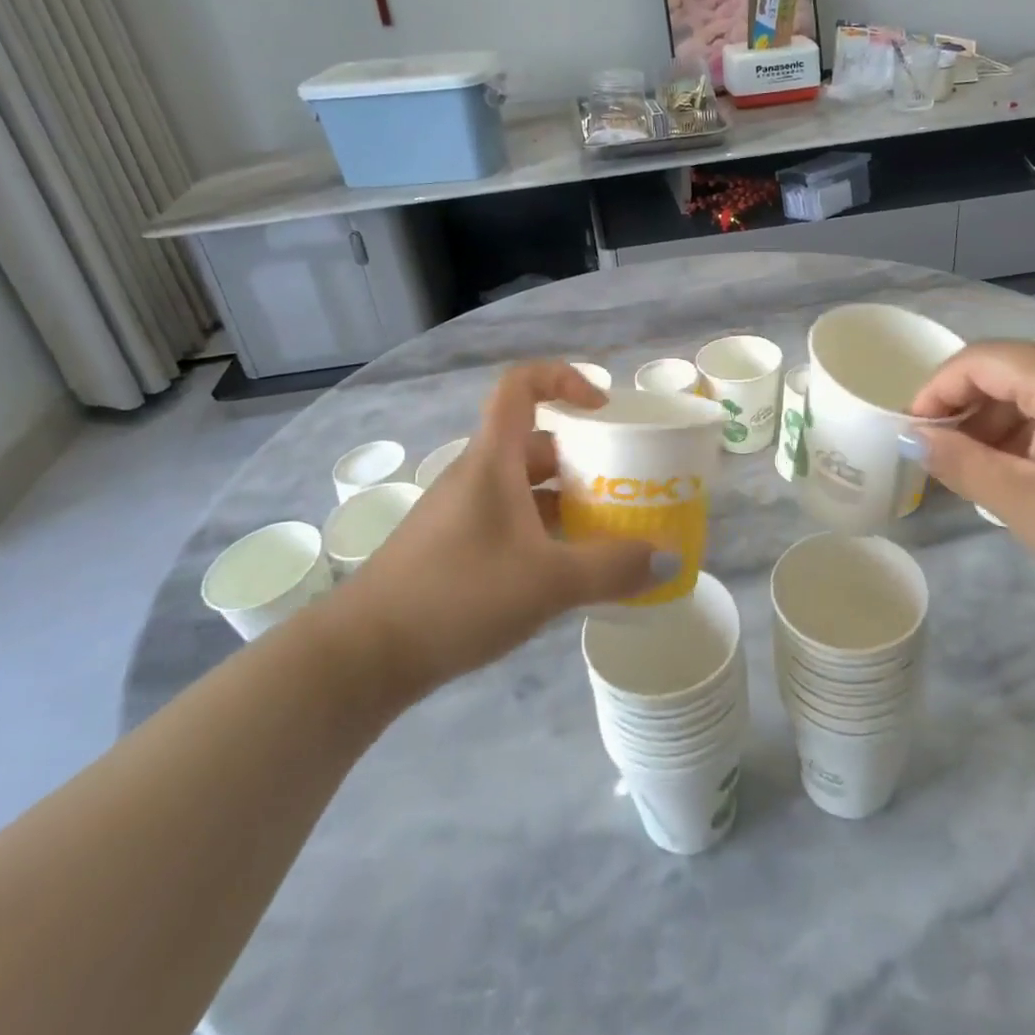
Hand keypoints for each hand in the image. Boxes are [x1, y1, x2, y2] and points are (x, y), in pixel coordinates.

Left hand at [322, 362, 673, 699]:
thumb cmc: (458, 595)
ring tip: (607, 532)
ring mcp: (461, 512)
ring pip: (525, 487)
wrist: (365, 654)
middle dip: (583, 458)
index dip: (565, 379)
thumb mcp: (547, 582)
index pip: (521, 385)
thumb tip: (669, 560)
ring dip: (566, 501)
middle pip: (535, 442)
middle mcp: (476, 475)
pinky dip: (543, 532)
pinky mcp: (454, 547)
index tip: (602, 410)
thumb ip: (612, 569)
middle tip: (624, 485)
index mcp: (493, 459)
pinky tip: (566, 571)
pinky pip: (510, 521)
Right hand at [908, 342, 1034, 621]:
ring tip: (973, 472)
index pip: (982, 360)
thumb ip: (959, 461)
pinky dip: (1032, 437)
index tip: (911, 433)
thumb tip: (911, 437)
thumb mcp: (1023, 502)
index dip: (937, 390)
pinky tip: (1018, 475)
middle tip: (938, 456)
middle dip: (966, 409)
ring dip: (998, 425)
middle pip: (1011, 371)